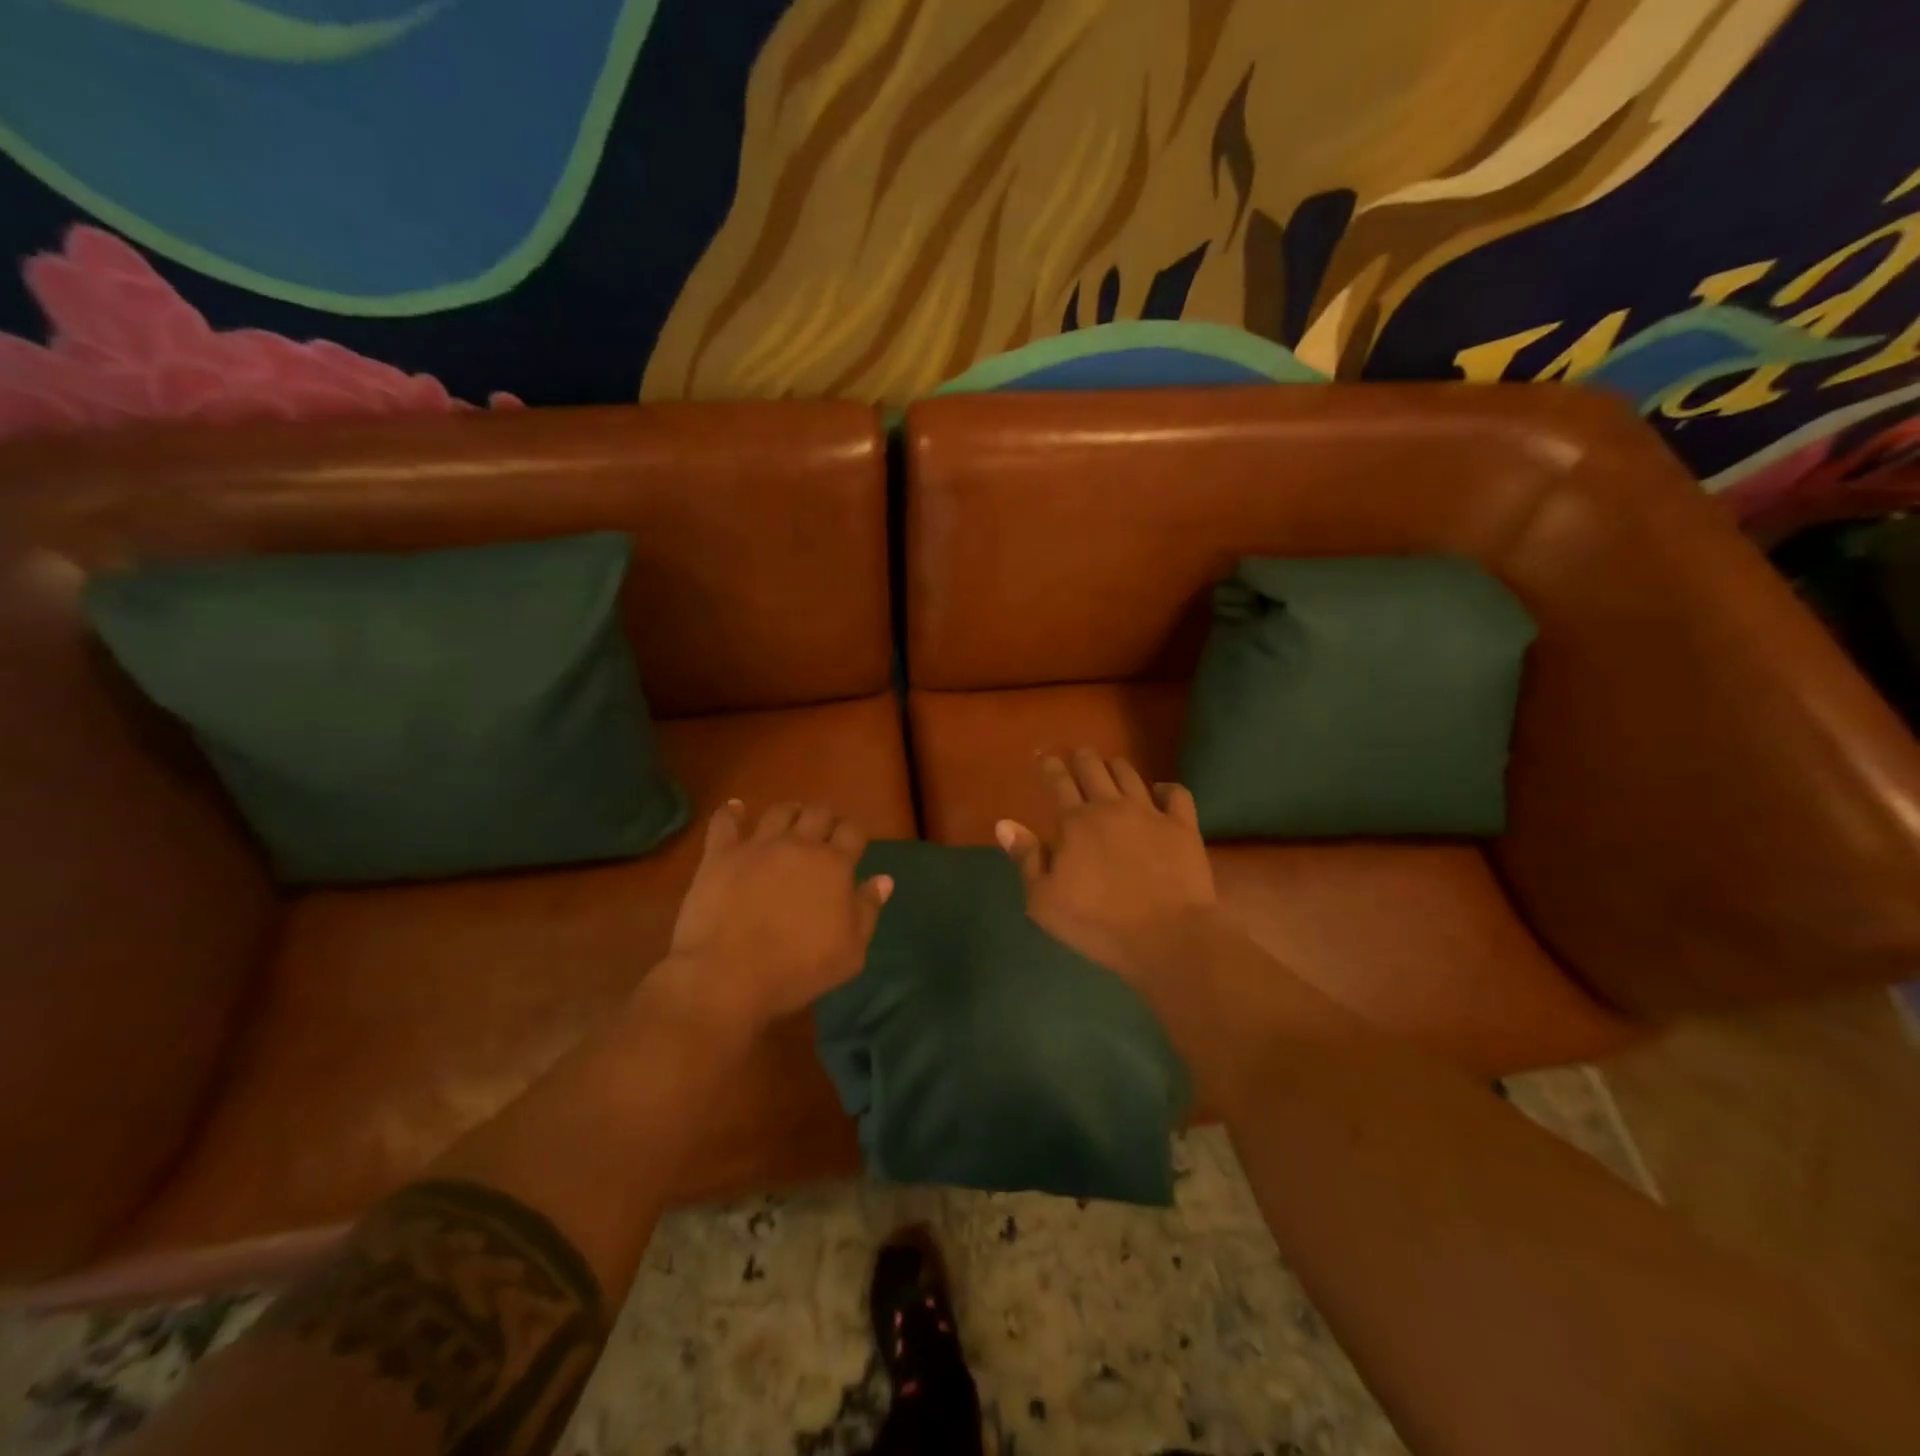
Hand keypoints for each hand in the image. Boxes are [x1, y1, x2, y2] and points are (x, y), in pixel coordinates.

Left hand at [654, 800, 892, 1030]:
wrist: (729, 975)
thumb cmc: (798, 969)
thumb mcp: (850, 952)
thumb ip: (868, 910)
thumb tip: (884, 879)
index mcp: (834, 865)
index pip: (853, 831)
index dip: (855, 833)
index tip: (854, 842)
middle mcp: (799, 845)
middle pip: (818, 813)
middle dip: (825, 818)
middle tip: (823, 832)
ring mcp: (758, 846)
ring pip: (779, 811)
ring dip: (789, 812)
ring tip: (789, 820)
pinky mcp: (721, 854)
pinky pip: (724, 822)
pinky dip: (731, 812)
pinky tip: (735, 809)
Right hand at [995, 750, 1218, 988]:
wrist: (1166, 937)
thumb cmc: (1097, 924)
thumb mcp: (1044, 901)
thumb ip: (1026, 858)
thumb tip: (1004, 824)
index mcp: (1075, 822)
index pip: (1059, 782)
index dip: (1050, 766)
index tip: (1044, 756)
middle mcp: (1110, 807)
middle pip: (1093, 768)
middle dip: (1082, 758)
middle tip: (1078, 754)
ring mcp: (1150, 813)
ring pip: (1130, 774)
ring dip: (1116, 767)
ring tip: (1111, 766)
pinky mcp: (1183, 826)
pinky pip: (1175, 793)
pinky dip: (1165, 788)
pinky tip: (1159, 792)